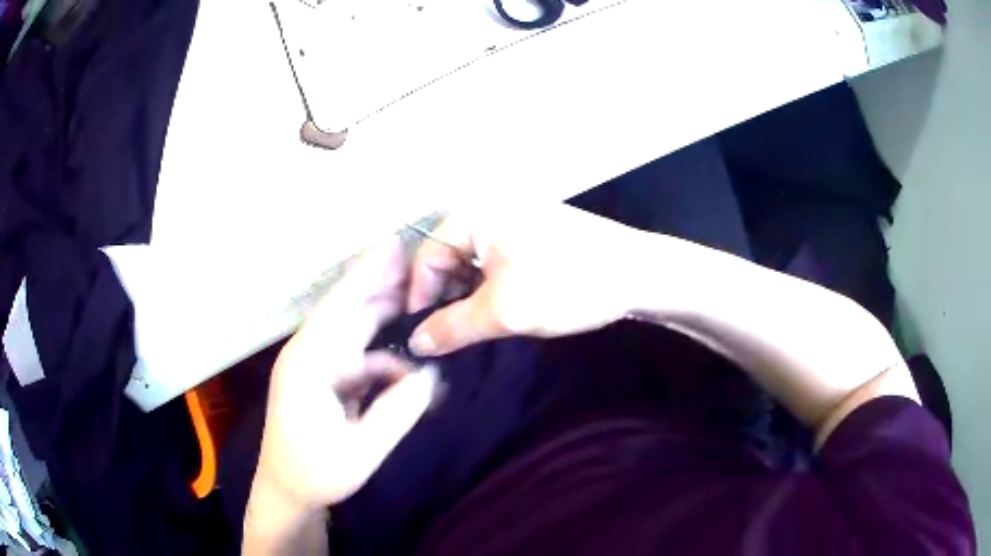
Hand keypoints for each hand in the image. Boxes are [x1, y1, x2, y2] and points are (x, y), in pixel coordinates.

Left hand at [253, 239, 438, 511]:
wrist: (287, 492)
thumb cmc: (315, 473)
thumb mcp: (360, 451)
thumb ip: (396, 413)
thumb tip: (430, 377)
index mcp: (308, 365)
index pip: (340, 308)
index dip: (366, 274)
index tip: (393, 245)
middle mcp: (309, 356)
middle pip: (349, 312)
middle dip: (384, 289)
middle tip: (423, 270)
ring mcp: (316, 368)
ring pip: (356, 334)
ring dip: (387, 323)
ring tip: (423, 309)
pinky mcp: (325, 382)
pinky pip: (358, 360)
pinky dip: (384, 360)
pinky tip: (408, 369)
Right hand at [407, 203, 647, 355]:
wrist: (638, 273)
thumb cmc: (566, 284)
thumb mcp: (503, 311)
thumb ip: (452, 328)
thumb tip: (416, 342)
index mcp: (475, 214)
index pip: (427, 256)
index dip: (419, 298)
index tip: (423, 336)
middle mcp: (490, 208)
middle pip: (449, 256)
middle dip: (446, 298)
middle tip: (449, 337)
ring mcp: (515, 218)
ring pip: (474, 261)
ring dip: (469, 296)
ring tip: (475, 328)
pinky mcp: (535, 233)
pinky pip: (498, 259)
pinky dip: (491, 286)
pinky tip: (500, 310)